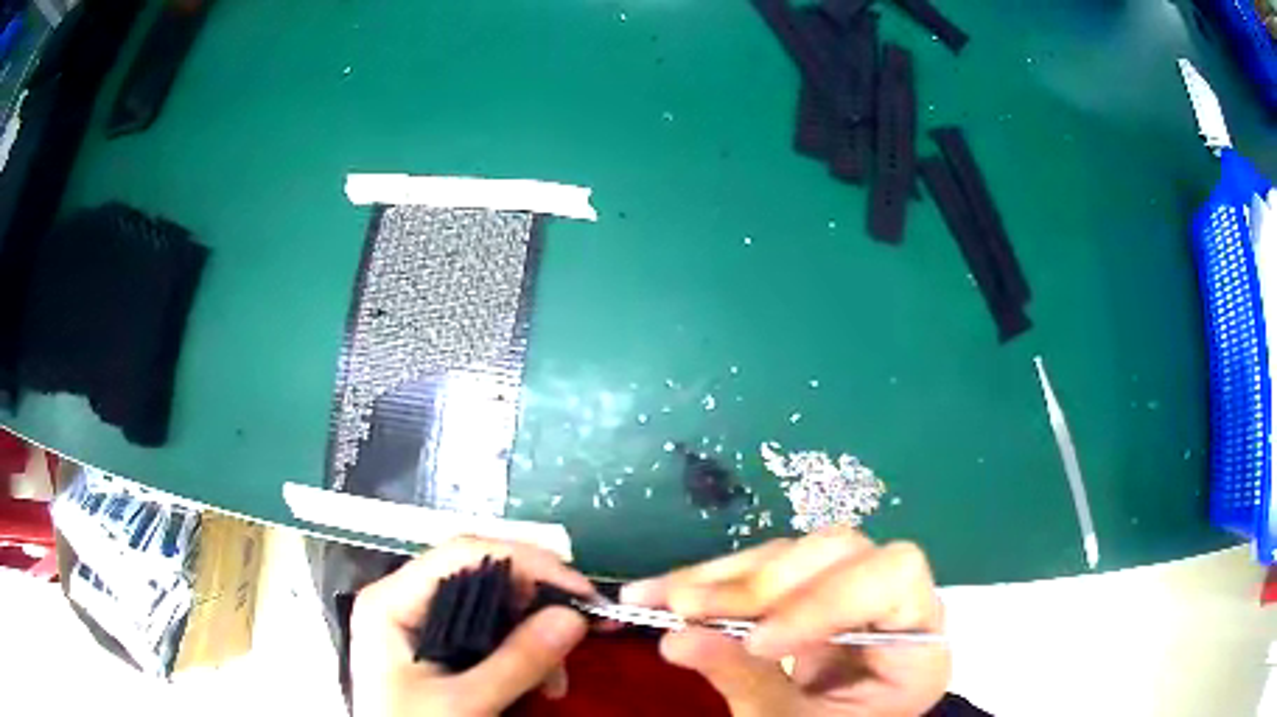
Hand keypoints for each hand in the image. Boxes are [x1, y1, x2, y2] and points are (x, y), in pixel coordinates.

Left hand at [350, 537, 593, 716]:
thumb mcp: (464, 704)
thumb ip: (517, 662)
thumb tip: (574, 617)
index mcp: (393, 601)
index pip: (463, 553)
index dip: (527, 562)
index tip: (580, 590)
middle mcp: (406, 600)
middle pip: (482, 577)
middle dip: (537, 605)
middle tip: (582, 630)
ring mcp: (423, 625)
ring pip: (493, 607)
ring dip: (536, 636)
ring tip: (558, 680)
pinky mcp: (440, 649)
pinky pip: (491, 635)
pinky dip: (524, 654)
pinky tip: (543, 683)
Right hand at [621, 527, 949, 716]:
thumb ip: (746, 682)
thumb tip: (676, 638)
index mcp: (916, 643)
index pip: (894, 579)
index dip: (825, 598)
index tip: (759, 641)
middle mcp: (892, 604)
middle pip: (840, 552)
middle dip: (761, 582)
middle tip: (689, 608)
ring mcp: (850, 592)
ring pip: (793, 552)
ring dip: (723, 576)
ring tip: (661, 598)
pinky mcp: (811, 594)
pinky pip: (763, 569)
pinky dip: (712, 580)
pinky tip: (665, 591)